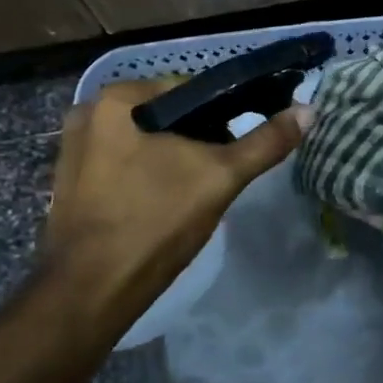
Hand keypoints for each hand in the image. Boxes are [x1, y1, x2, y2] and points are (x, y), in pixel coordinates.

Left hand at [41, 80, 308, 311]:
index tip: (242, 142)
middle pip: (167, 116)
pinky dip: (149, 175)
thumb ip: (265, 142)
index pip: (190, 90)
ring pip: (146, 142)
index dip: (225, 113)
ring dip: (175, 158)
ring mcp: (75, 150)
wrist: (91, 293)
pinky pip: (125, 165)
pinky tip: (166, 203)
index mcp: (117, 99)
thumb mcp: (219, 177)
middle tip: (223, 171)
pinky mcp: (73, 183)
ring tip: (198, 189)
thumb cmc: (154, 222)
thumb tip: (309, 110)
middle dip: (199, 139)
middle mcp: (88, 114)